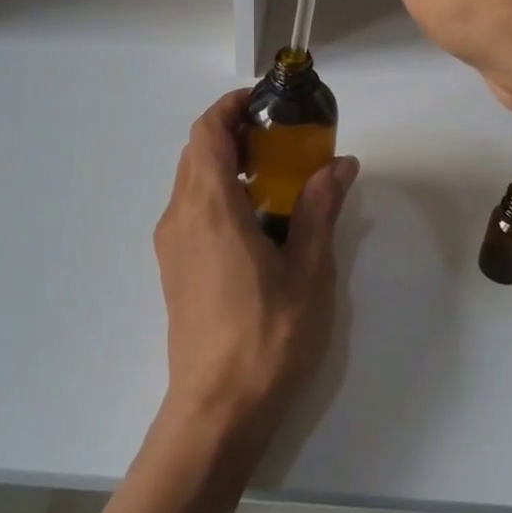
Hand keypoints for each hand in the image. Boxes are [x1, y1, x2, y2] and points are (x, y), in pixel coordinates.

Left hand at [154, 89, 359, 454]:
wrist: (218, 410)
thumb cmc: (268, 336)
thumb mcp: (309, 270)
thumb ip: (319, 209)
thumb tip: (340, 164)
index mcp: (210, 208)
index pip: (207, 132)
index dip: (232, 106)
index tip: (268, 102)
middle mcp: (181, 217)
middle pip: (197, 152)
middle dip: (235, 133)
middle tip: (284, 138)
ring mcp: (172, 245)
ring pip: (192, 181)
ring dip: (227, 164)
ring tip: (277, 176)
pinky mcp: (174, 269)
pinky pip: (192, 210)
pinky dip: (220, 194)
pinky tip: (258, 220)